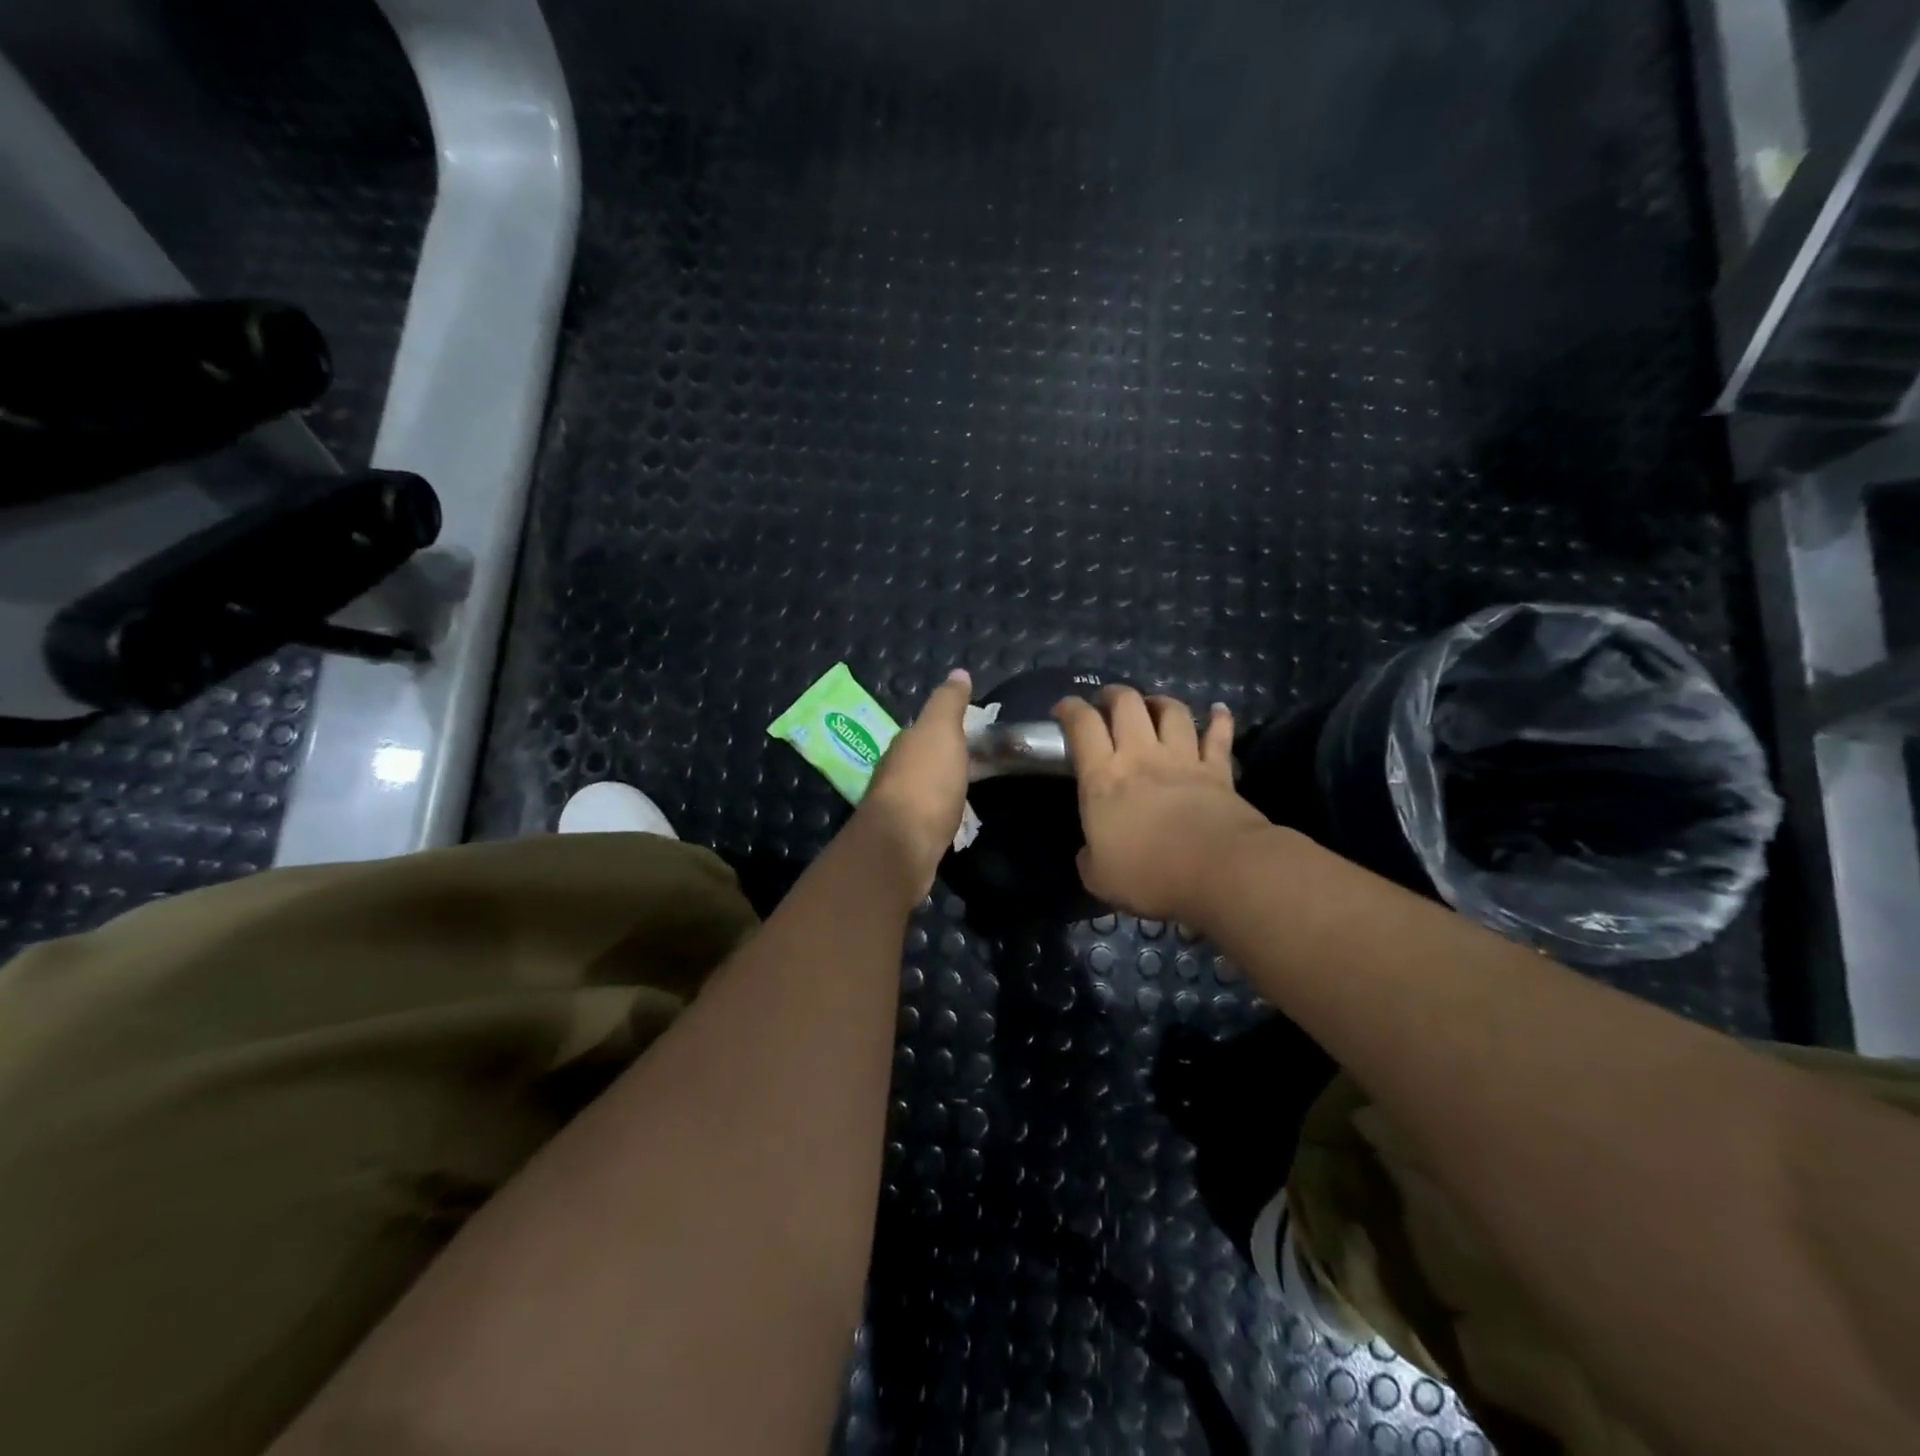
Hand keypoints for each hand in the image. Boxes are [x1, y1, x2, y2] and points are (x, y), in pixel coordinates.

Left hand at [857, 669, 972, 895]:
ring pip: (920, 790)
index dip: (944, 730)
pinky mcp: (903, 838)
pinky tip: (950, 821)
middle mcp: (893, 772)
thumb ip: (948, 703)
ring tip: (963, 793)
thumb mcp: (941, 732)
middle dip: (939, 760)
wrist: (902, 845)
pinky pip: (924, 818)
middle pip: (919, 760)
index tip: (968, 734)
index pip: (923, 730)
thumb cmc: (925, 782)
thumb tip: (958, 672)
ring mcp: (896, 808)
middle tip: (971, 763)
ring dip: (937, 789)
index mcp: (903, 745)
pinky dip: (937, 815)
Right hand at [1054, 687, 1271, 922]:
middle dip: (1114, 694)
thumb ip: (1090, 858)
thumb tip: (1091, 852)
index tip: (1064, 709)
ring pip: (1172, 711)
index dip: (1070, 709)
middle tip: (1108, 701)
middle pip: (1127, 704)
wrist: (1219, 871)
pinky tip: (1219, 711)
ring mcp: (1183, 758)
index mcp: (1103, 778)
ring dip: (1160, 702)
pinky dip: (1219, 720)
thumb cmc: (1150, 874)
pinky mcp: (1218, 770)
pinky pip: (1219, 736)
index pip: (1082, 726)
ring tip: (1154, 706)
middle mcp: (1141, 756)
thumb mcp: (1100, 878)